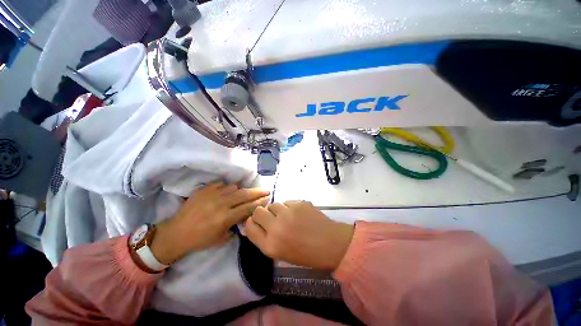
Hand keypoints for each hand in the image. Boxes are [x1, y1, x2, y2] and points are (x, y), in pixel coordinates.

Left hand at [150, 182, 269, 264]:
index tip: (268, 198)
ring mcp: (212, 195)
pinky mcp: (204, 190)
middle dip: (257, 192)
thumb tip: (244, 217)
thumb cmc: (200, 240)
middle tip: (266, 189)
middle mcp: (221, 204)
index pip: (248, 207)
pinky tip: (226, 192)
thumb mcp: (221, 239)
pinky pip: (221, 184)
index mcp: (225, 218)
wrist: (176, 233)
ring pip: (234, 187)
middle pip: (245, 194)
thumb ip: (235, 227)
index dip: (260, 203)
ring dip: (241, 190)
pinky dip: (226, 188)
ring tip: (242, 193)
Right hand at [245, 201, 353, 270]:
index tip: (256, 222)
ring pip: (273, 204)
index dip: (251, 222)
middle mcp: (276, 227)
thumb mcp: (281, 253)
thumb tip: (256, 224)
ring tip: (288, 216)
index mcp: (270, 245)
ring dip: (277, 209)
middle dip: (262, 213)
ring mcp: (288, 213)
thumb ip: (266, 239)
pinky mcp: (299, 203)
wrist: (330, 244)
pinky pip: (287, 202)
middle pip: (258, 211)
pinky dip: (289, 207)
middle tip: (272, 217)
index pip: (249, 226)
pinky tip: (299, 214)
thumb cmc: (306, 254)